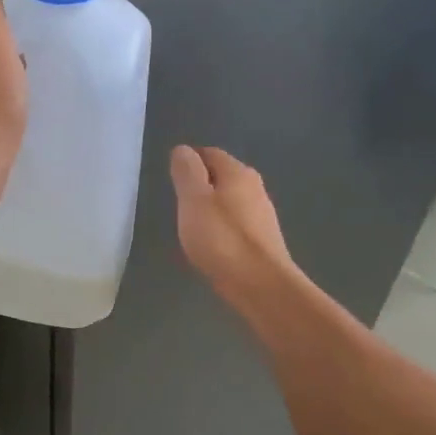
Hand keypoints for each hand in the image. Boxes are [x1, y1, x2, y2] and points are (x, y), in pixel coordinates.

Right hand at [170, 145, 294, 296]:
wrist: (261, 284)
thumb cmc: (221, 238)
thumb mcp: (193, 199)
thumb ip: (186, 171)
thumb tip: (183, 150)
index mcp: (238, 172)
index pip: (210, 153)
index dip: (189, 162)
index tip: (172, 181)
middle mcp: (254, 187)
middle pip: (221, 177)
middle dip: (199, 186)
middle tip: (179, 204)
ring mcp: (262, 214)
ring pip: (229, 201)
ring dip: (210, 209)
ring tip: (191, 227)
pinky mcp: (263, 239)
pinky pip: (236, 224)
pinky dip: (221, 228)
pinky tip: (211, 246)